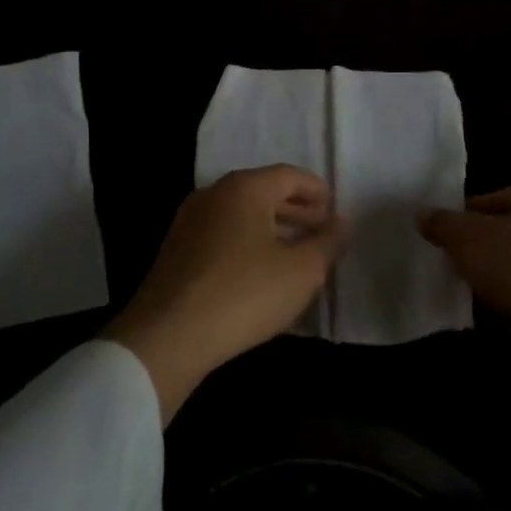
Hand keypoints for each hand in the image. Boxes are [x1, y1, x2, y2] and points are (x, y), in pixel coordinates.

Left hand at [108, 165, 345, 422]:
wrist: (169, 334)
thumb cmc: (245, 293)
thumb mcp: (301, 271)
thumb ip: (327, 242)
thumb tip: (341, 223)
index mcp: (244, 188)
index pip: (289, 176)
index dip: (317, 191)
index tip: (335, 212)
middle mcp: (213, 194)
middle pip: (263, 192)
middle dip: (296, 210)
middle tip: (321, 232)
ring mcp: (189, 222)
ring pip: (241, 215)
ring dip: (272, 229)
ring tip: (296, 255)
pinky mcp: (176, 251)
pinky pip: (222, 236)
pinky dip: (248, 244)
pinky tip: (261, 274)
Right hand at [420, 180, 510, 432]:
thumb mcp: (468, 239)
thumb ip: (443, 224)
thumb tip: (424, 216)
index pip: (493, 200)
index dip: (464, 221)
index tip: (446, 243)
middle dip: (485, 249)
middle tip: (457, 268)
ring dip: (503, 276)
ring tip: (476, 292)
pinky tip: (502, 311)